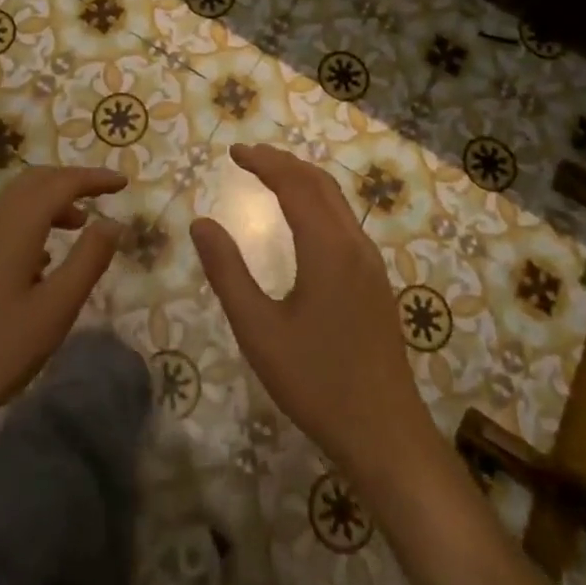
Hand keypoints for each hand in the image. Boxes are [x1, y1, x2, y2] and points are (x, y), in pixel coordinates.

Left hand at [0, 166, 126, 430]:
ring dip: (51, 202)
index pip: (63, 182)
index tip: (123, 182)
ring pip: (17, 199)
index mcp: (16, 222)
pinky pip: (2, 220)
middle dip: (72, 182)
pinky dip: (31, 220)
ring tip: (79, 225)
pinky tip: (41, 258)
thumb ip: (88, 260)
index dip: (95, 179)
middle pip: (37, 181)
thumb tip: (113, 223)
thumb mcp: (54, 308)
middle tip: (103, 195)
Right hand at [191, 144, 436, 479]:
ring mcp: (370, 261)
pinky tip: (303, 219)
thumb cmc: (316, 382)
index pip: (294, 184)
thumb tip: (200, 223)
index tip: (234, 151)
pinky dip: (318, 201)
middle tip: (248, 157)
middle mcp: (354, 243)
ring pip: (337, 200)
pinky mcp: (375, 279)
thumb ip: (227, 272)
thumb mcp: (258, 330)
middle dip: (283, 162)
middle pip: (319, 182)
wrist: (384, 432)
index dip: (264, 161)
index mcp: (327, 247)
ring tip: (270, 177)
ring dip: (303, 179)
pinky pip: (345, 220)